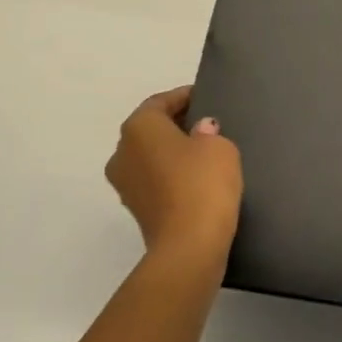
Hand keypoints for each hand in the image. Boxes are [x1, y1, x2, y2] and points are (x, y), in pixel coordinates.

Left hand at [106, 87, 242, 259]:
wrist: (190, 245)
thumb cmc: (203, 183)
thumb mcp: (219, 146)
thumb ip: (208, 131)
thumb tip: (200, 131)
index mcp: (139, 127)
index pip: (160, 102)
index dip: (184, 97)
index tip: (205, 97)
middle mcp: (122, 152)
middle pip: (150, 129)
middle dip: (176, 125)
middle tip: (207, 124)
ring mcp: (124, 184)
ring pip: (150, 157)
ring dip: (172, 152)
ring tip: (204, 153)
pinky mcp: (136, 209)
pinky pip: (154, 181)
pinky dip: (171, 175)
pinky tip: (196, 180)